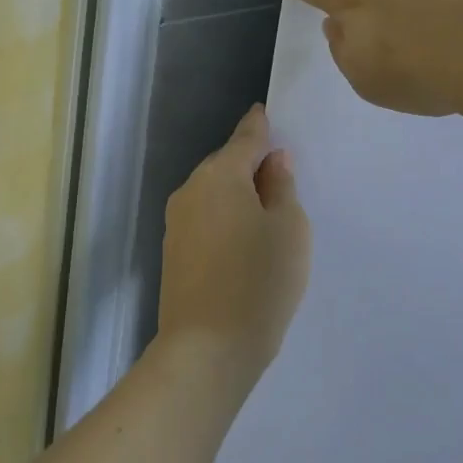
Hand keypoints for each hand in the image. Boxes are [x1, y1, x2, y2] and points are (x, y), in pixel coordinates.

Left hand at [158, 106, 311, 384]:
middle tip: (283, 178)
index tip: (266, 114)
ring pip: (214, 195)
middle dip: (251, 166)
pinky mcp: (173, 253)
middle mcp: (190, 191)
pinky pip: (206, 221)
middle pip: (226, 166)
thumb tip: (271, 163)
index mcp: (219, 175)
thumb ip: (282, 187)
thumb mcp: (289, 229)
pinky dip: (226, 221)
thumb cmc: (259, 281)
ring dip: (238, 197)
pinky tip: (244, 243)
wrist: (207, 349)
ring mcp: (176, 223)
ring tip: (268, 216)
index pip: (245, 138)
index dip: (260, 127)